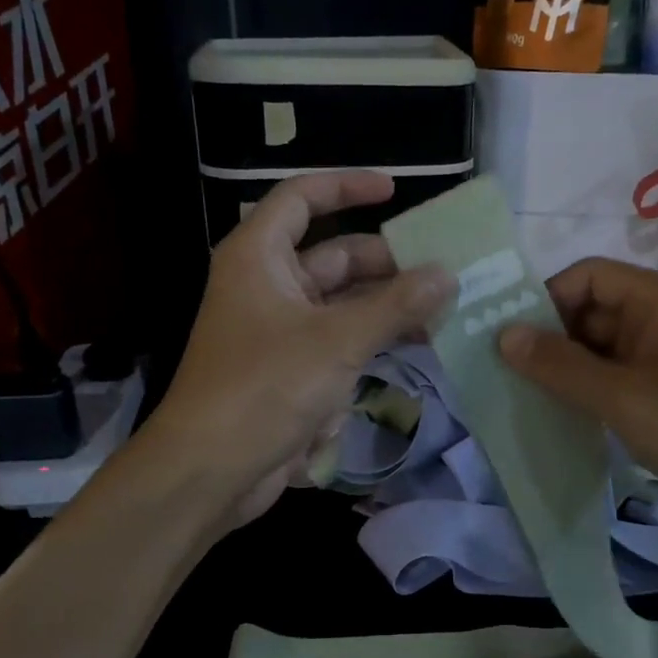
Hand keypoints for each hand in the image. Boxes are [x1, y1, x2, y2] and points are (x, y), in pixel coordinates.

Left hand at [146, 172, 453, 528]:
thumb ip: (396, 305)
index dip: (346, 187)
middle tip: (441, 273)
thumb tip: (446, 274)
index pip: (302, 198)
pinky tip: (413, 350)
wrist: (211, 470)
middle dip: (386, 264)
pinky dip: (371, 342)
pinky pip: (338, 342)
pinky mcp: (290, 370)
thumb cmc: (266, 387)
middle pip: (333, 256)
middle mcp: (267, 285)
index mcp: (260, 257)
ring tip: (441, 313)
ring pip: (341, 304)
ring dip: (386, 308)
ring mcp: (278, 330)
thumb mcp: (338, 340)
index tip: (394, 191)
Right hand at [497, 258, 657, 552]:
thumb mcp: (619, 395)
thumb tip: (502, 334)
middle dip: (550, 338)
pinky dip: (587, 392)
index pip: (587, 276)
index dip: (545, 300)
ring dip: (565, 370)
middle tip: (504, 373)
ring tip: (521, 396)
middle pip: (591, 311)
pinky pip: (615, 379)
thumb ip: (558, 364)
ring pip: (600, 349)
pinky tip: (558, 416)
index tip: (508, 339)